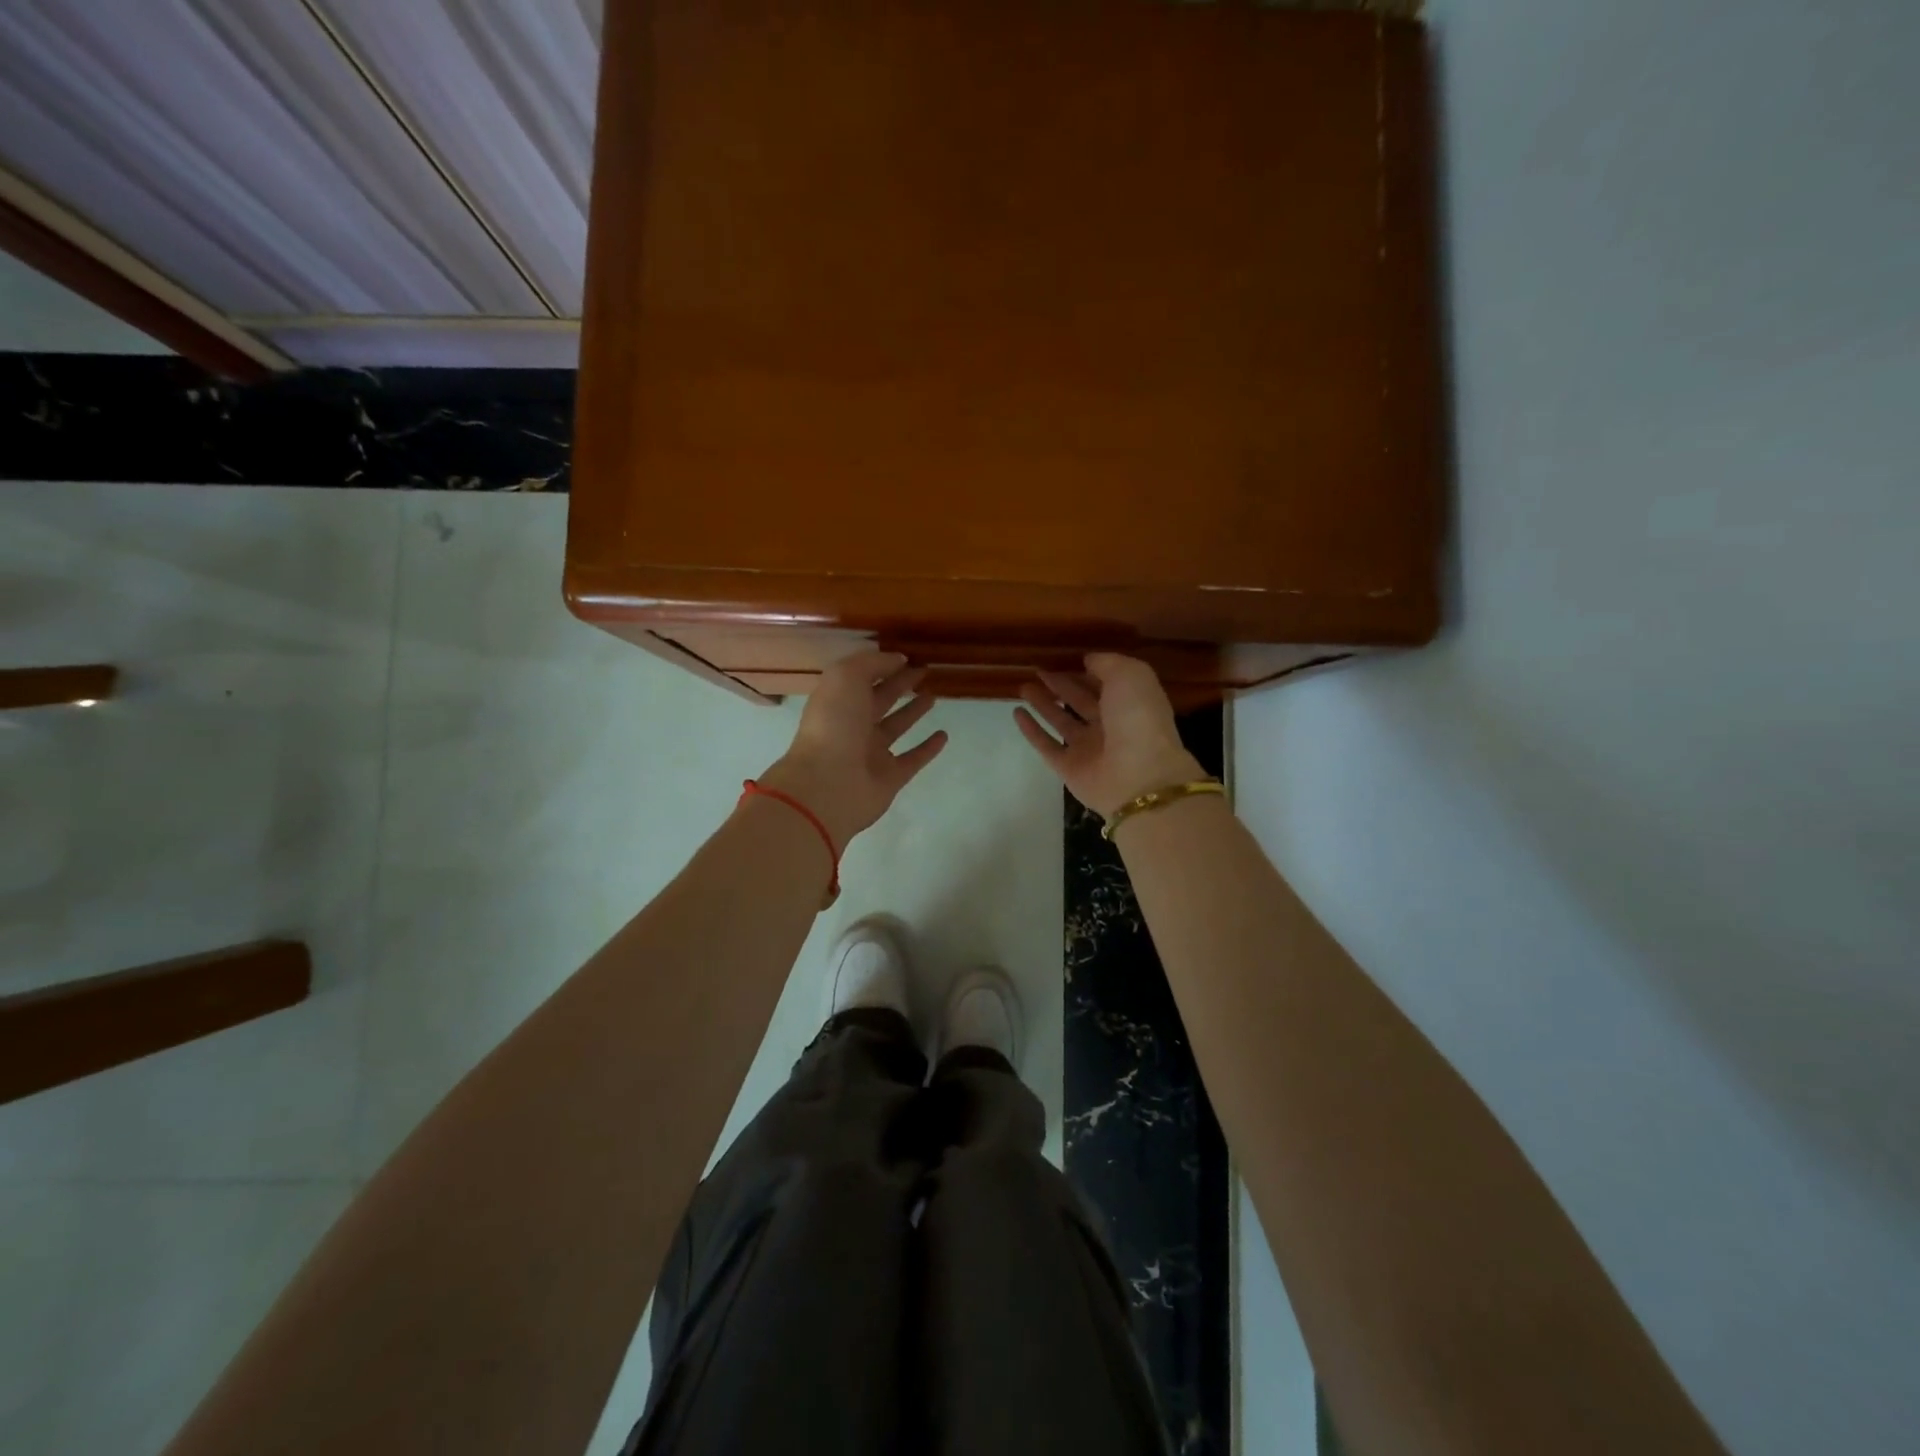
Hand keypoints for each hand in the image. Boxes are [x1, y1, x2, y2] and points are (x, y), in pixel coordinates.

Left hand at [757, 650, 948, 848]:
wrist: (828, 784)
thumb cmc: (834, 724)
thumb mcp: (846, 677)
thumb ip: (872, 663)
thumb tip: (898, 659)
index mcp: (839, 701)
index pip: (863, 678)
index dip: (884, 666)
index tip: (909, 656)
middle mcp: (854, 725)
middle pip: (881, 700)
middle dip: (901, 684)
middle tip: (925, 671)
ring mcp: (872, 753)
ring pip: (896, 727)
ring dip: (913, 712)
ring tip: (933, 696)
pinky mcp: (890, 777)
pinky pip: (913, 759)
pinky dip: (928, 748)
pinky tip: (943, 735)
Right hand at [1014, 653, 1206, 817]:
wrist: (1138, 776)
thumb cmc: (1138, 719)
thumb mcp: (1130, 675)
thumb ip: (1107, 663)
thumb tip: (1087, 660)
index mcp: (1130, 703)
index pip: (1104, 683)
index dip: (1086, 670)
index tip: (1063, 657)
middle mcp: (1110, 725)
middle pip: (1081, 701)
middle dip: (1061, 685)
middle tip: (1038, 670)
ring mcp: (1088, 749)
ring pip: (1061, 721)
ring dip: (1043, 704)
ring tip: (1023, 687)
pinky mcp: (1068, 768)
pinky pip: (1046, 745)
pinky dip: (1031, 730)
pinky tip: (1016, 713)